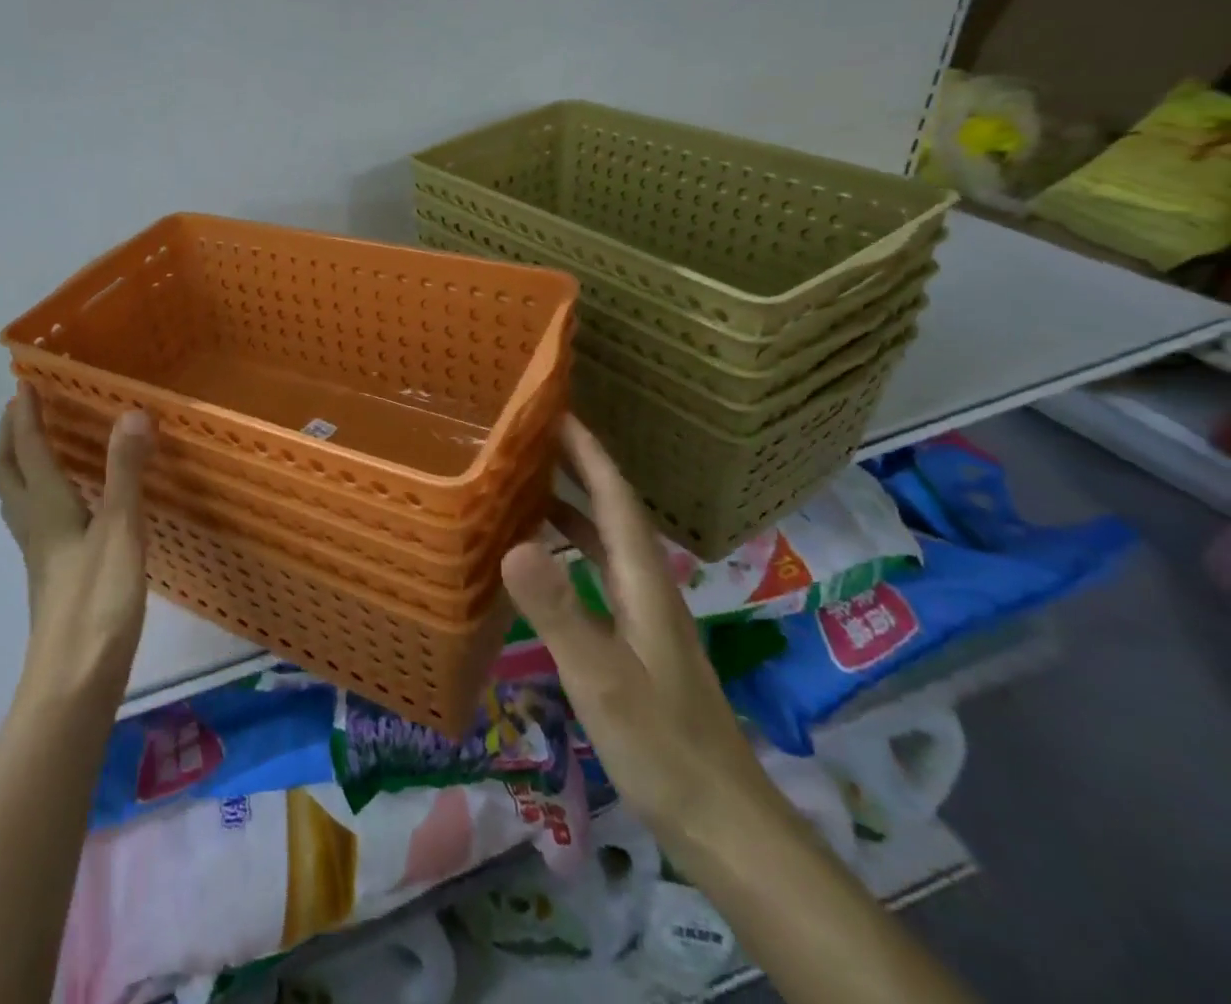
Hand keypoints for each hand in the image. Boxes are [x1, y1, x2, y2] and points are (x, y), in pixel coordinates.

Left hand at [0, 382, 155, 698]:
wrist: (74, 682)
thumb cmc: (97, 602)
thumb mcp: (120, 530)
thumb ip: (125, 471)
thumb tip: (132, 412)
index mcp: (47, 508)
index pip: (29, 450)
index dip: (26, 415)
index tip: (24, 383)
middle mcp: (35, 525)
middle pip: (6, 473)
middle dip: (9, 436)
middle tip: (21, 409)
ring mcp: (39, 555)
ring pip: (15, 499)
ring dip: (17, 465)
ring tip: (35, 447)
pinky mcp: (52, 576)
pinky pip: (35, 520)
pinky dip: (38, 495)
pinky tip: (65, 507)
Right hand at [500, 416, 780, 861]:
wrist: (720, 821)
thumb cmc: (660, 745)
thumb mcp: (601, 677)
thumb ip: (559, 610)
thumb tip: (513, 542)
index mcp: (643, 582)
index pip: (616, 501)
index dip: (590, 453)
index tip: (557, 412)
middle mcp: (647, 587)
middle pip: (613, 512)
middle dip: (579, 467)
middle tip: (532, 437)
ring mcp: (644, 615)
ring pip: (605, 542)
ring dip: (572, 506)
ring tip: (526, 484)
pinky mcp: (635, 641)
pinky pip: (598, 573)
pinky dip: (570, 550)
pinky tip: (543, 560)